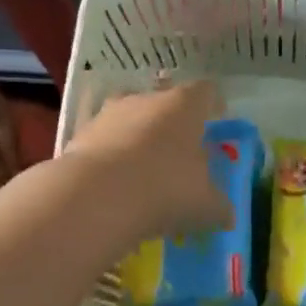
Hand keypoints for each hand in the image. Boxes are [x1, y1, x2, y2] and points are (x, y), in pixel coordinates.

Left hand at [63, 80, 233, 240]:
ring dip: (138, 139)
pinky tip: (116, 185)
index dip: (213, 104)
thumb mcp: (206, 205)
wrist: (97, 198)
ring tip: (144, 171)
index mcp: (184, 106)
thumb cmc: (166, 189)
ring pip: (130, 121)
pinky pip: (104, 143)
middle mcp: (145, 100)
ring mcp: (108, 116)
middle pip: (164, 103)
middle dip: (172, 124)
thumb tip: (226, 213)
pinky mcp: (79, 137)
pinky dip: (112, 158)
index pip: (205, 92)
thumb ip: (218, 205)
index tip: (217, 117)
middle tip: (180, 152)